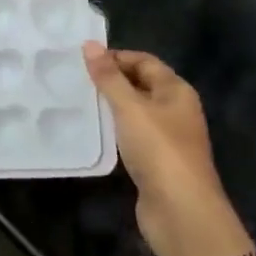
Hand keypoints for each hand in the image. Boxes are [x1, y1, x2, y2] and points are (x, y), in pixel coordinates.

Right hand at [83, 43, 249, 255]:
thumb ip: (108, 77)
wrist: (180, 210)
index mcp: (176, 91)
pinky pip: (132, 134)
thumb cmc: (158, 149)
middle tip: (75, 78)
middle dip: (111, 80)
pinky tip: (94, 131)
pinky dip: (114, 129)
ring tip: (78, 101)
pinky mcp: (156, 161)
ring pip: (135, 111)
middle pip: (141, 84)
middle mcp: (175, 110)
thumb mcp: (130, 107)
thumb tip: (90, 45)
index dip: (115, 57)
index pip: (144, 61)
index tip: (82, 60)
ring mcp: (167, 137)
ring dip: (111, 105)